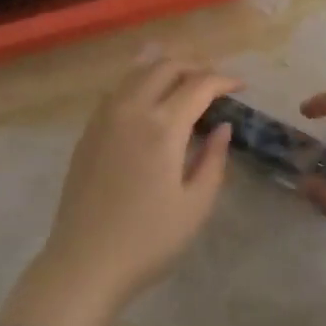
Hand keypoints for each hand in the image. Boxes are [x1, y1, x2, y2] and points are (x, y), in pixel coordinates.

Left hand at [0, 56, 236, 325]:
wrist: (85, 260)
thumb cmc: (148, 240)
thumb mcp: (195, 206)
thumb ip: (213, 160)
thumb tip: (223, 128)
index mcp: (162, 127)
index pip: (198, 85)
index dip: (223, 80)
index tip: (241, 86)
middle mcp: (130, 109)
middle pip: (165, 66)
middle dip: (195, 65)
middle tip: (214, 81)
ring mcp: (104, 116)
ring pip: (136, 71)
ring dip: (164, 67)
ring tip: (185, 82)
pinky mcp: (88, 130)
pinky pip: (117, 89)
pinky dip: (139, 82)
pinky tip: (149, 99)